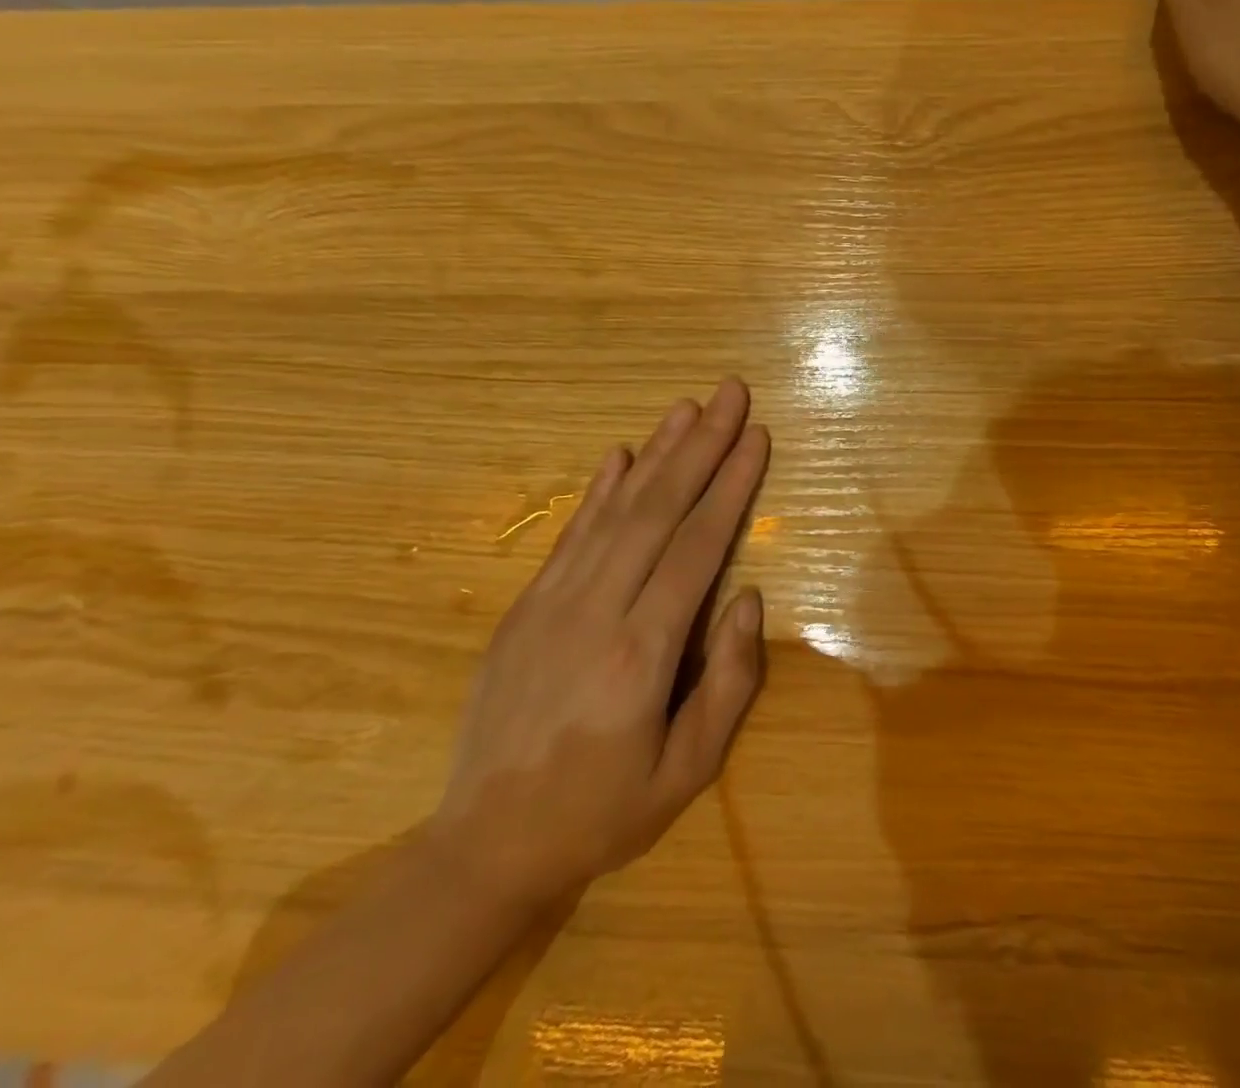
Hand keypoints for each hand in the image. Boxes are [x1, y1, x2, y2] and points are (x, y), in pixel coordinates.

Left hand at [430, 378, 768, 910]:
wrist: (484, 847)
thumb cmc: (602, 813)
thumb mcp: (687, 773)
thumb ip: (728, 682)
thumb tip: (749, 597)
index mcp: (640, 653)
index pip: (697, 546)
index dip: (730, 486)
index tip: (755, 435)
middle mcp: (595, 610)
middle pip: (658, 510)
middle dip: (700, 446)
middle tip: (730, 393)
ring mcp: (551, 602)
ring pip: (614, 510)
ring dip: (655, 453)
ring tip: (686, 408)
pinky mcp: (524, 606)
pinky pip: (569, 534)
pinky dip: (599, 490)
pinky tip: (619, 455)